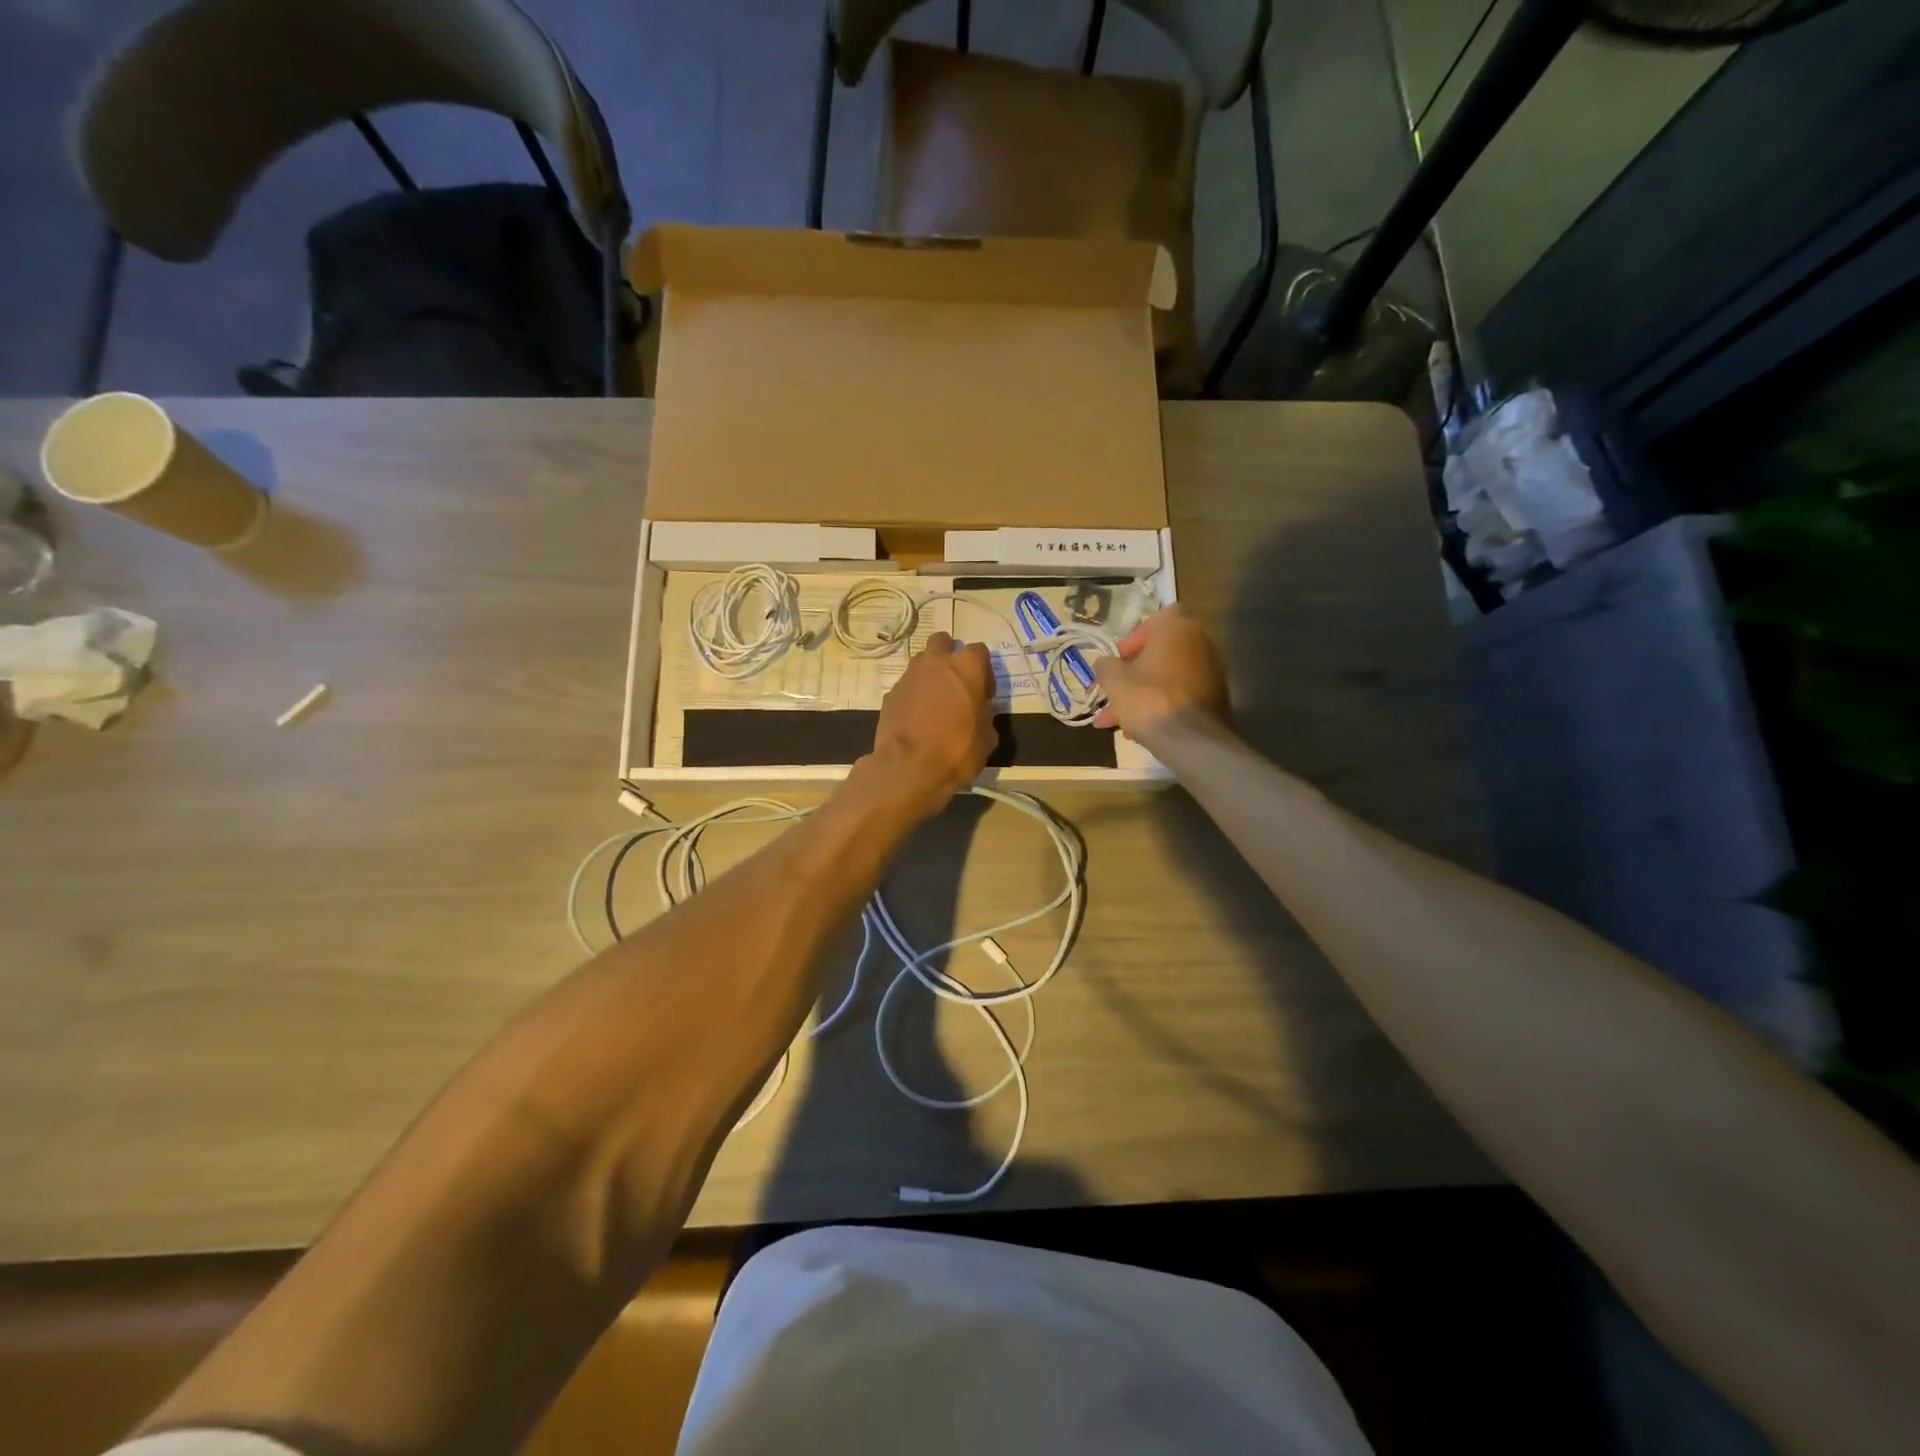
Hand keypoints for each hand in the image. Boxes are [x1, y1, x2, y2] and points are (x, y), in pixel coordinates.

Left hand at [868, 632, 996, 814]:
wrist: (908, 768)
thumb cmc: (957, 750)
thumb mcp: (987, 737)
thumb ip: (984, 714)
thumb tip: (978, 711)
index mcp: (966, 666)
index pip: (979, 652)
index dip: (984, 672)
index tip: (984, 694)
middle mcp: (936, 662)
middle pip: (943, 642)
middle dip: (950, 656)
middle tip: (956, 684)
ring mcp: (909, 676)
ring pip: (922, 662)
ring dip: (930, 674)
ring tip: (935, 701)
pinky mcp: (890, 694)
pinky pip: (907, 686)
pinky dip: (913, 695)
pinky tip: (917, 718)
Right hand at [1092, 607, 1229, 745]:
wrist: (1190, 739)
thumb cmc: (1148, 698)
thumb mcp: (1113, 680)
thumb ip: (1105, 665)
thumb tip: (1105, 664)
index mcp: (1177, 629)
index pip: (1156, 620)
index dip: (1134, 638)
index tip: (1120, 660)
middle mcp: (1200, 643)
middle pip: (1160, 654)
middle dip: (1133, 675)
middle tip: (1113, 693)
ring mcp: (1211, 672)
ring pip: (1167, 679)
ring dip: (1142, 695)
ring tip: (1116, 722)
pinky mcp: (1215, 698)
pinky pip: (1180, 696)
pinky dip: (1161, 706)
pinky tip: (1139, 731)